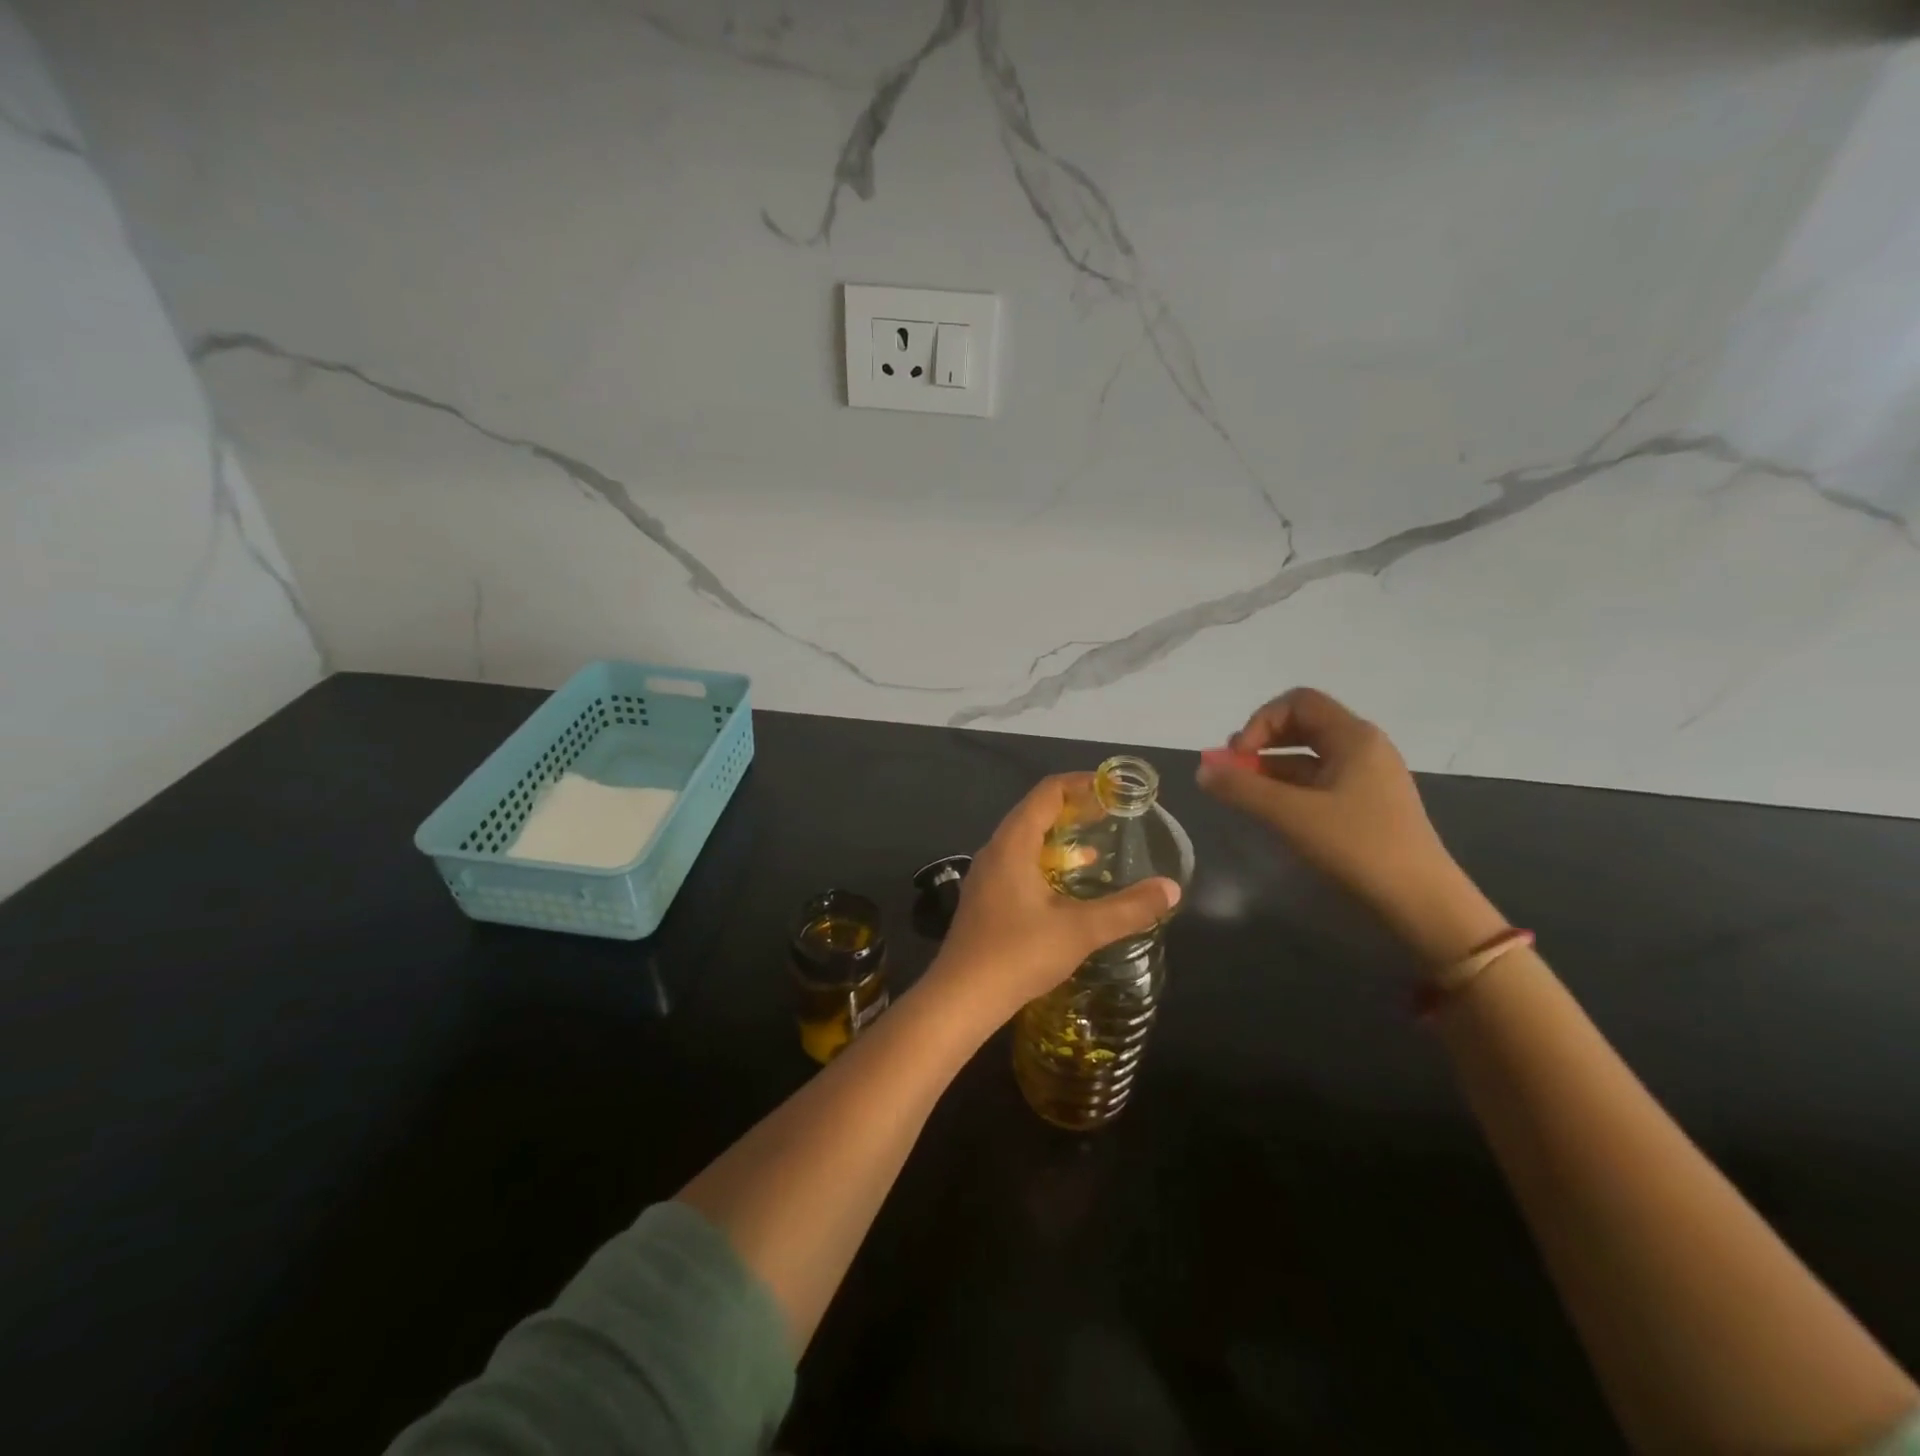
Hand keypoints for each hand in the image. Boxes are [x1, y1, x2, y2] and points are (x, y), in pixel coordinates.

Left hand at [928, 774, 1181, 1025]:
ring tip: (1096, 847)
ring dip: (1060, 837)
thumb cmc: (1018, 954)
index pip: (1047, 793)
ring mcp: (986, 875)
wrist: (960, 998)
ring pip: (1026, 840)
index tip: (1114, 790)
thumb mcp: (1080, 930)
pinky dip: (1047, 860)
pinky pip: (1019, 862)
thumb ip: (1127, 908)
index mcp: (1013, 843)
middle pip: (1035, 811)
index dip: (1082, 784)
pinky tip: (1067, 885)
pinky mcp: (985, 898)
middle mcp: (995, 850)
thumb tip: (1171, 889)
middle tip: (1111, 815)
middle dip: (1074, 809)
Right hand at [1195, 688, 1503, 964]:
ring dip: (1270, 768)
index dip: (1260, 721)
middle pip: (1302, 726)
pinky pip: (1319, 783)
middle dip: (1261, 743)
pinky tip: (1271, 811)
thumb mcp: (1291, 815)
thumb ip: (1242, 788)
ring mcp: (1367, 778)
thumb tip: (1202, 769)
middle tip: (1233, 770)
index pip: (1298, 702)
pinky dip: (1289, 789)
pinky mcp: (1366, 806)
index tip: (1238, 756)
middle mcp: (1363, 748)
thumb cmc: (1357, 847)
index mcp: (1354, 737)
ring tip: (1242, 793)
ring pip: (1308, 757)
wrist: (1421, 903)